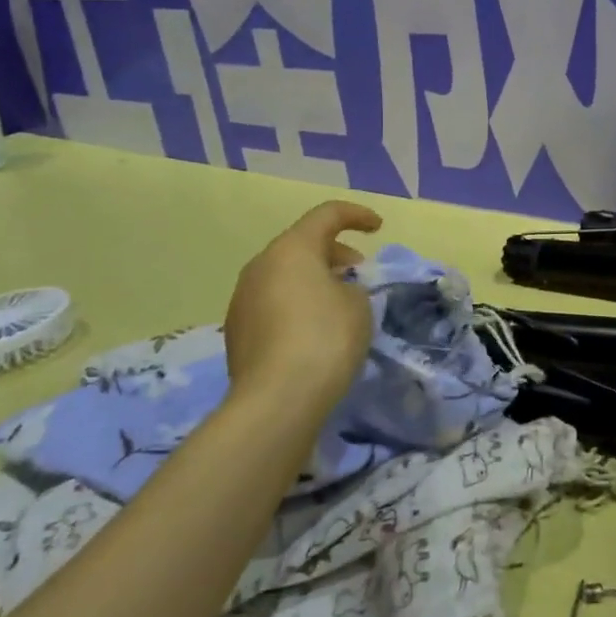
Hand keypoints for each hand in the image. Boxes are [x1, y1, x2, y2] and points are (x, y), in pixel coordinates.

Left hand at [222, 201, 383, 409]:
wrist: (276, 402)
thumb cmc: (325, 338)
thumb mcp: (358, 304)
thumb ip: (350, 286)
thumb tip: (333, 292)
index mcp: (291, 249)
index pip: (327, 215)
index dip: (357, 215)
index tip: (378, 228)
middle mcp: (260, 266)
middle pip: (302, 245)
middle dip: (334, 253)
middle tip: (360, 274)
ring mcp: (242, 300)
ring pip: (284, 275)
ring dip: (314, 280)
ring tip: (340, 304)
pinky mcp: (237, 333)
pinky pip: (273, 303)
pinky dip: (296, 305)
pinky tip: (315, 331)